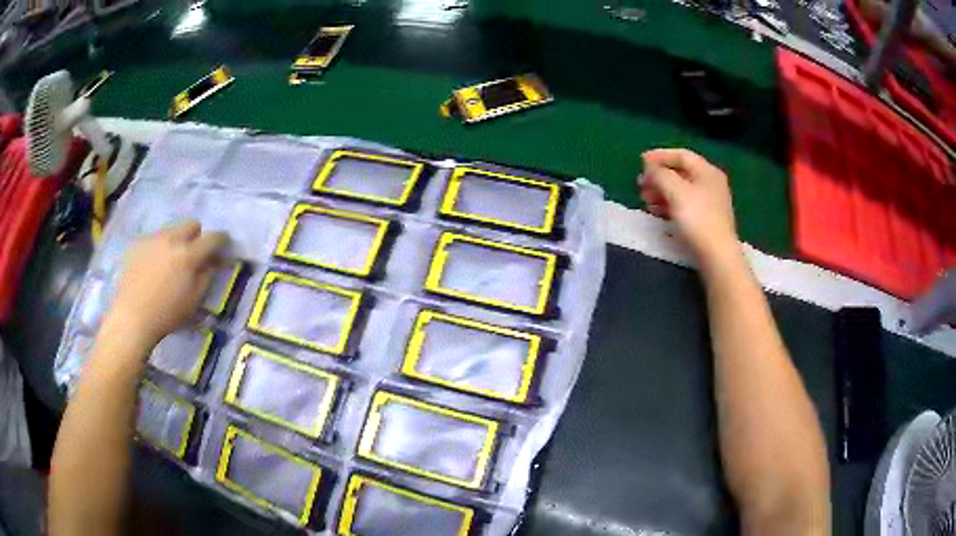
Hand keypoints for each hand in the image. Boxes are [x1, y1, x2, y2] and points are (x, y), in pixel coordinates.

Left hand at [105, 220, 227, 348]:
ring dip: (176, 242)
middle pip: (191, 224)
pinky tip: (152, 268)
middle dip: (196, 236)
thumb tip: (213, 262)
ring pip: (171, 230)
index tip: (223, 246)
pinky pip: (154, 239)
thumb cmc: (167, 314)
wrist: (132, 317)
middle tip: (193, 255)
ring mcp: (152, 239)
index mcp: (188, 254)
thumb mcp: (194, 301)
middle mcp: (171, 239)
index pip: (212, 238)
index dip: (221, 240)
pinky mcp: (137, 244)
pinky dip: (158, 249)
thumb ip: (206, 276)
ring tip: (169, 263)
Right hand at [638, 148, 737, 262]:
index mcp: (707, 171)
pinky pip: (684, 204)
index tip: (640, 162)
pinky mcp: (706, 220)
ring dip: (661, 191)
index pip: (681, 155)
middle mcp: (711, 183)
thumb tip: (649, 167)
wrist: (717, 256)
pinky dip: (668, 204)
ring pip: (681, 190)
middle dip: (658, 176)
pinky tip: (657, 212)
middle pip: (681, 172)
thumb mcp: (675, 191)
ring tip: (645, 200)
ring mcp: (710, 203)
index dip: (659, 155)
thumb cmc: (697, 219)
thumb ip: (660, 174)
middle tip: (640, 184)